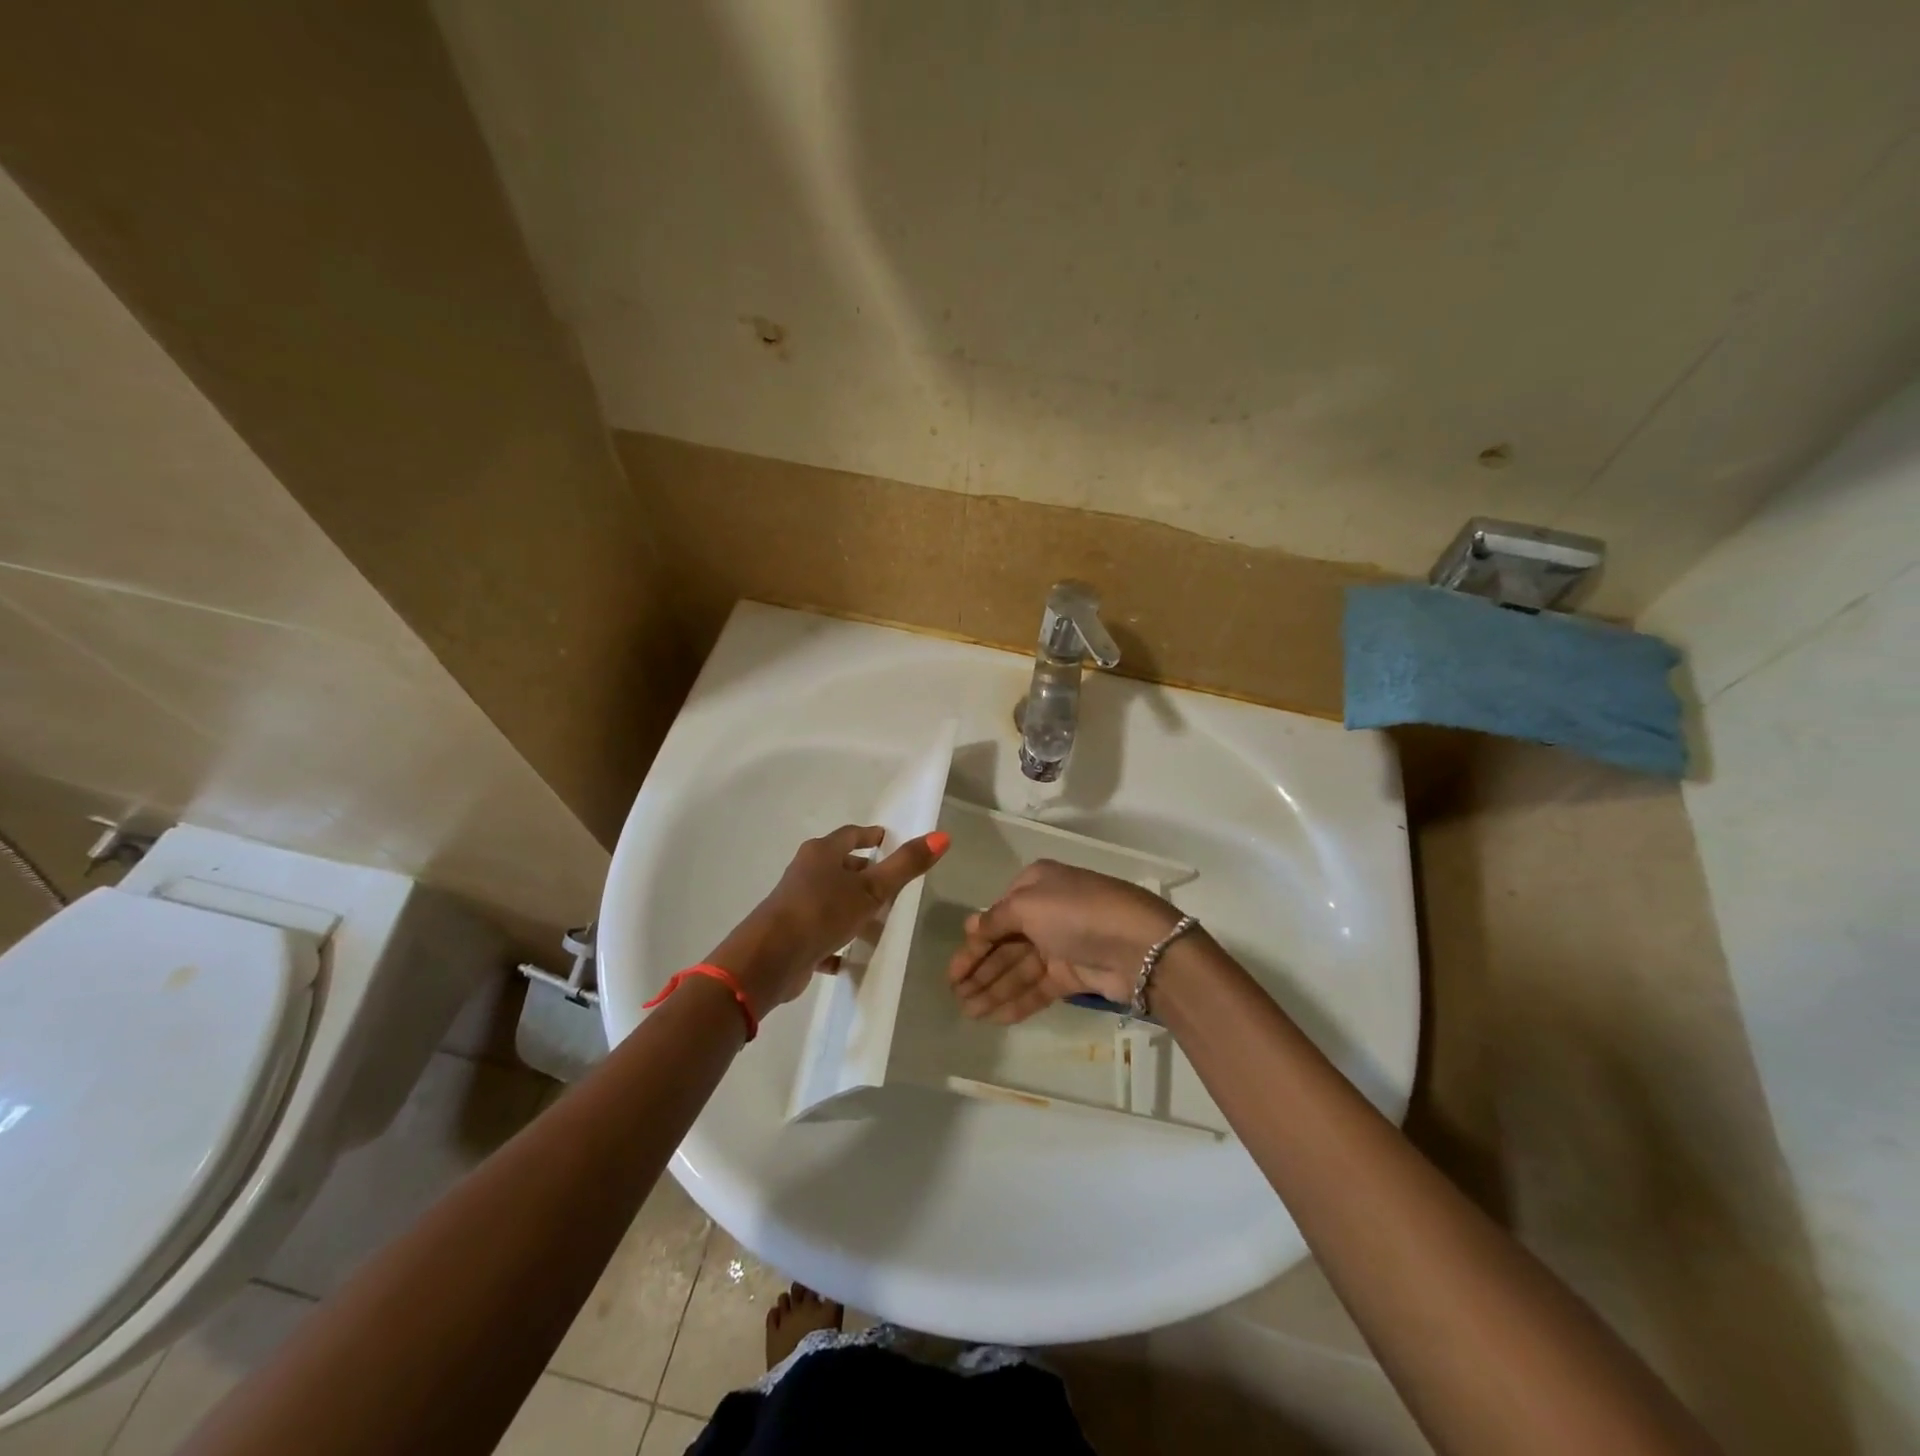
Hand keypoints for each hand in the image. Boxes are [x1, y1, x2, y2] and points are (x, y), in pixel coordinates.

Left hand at [706, 825, 949, 1016]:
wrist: (769, 959)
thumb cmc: (822, 913)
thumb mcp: (871, 890)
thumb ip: (906, 865)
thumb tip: (943, 836)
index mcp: (821, 853)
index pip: (850, 835)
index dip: (870, 836)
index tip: (887, 839)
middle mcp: (805, 873)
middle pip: (838, 866)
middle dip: (862, 872)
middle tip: (889, 882)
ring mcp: (796, 904)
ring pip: (830, 900)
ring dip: (851, 907)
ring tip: (878, 920)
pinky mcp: (792, 935)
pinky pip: (820, 933)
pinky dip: (837, 940)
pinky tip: (851, 956)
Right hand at [946, 859, 1182, 1023]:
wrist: (1139, 945)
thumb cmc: (1077, 913)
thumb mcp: (1028, 904)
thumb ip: (995, 919)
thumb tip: (971, 928)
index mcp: (1035, 885)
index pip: (995, 916)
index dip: (973, 945)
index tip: (952, 973)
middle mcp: (1046, 911)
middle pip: (1005, 945)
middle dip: (979, 971)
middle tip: (955, 998)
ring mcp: (1061, 944)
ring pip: (1019, 969)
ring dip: (992, 990)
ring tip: (968, 1014)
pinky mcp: (1074, 975)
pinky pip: (1038, 988)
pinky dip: (1016, 1001)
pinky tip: (994, 1017)